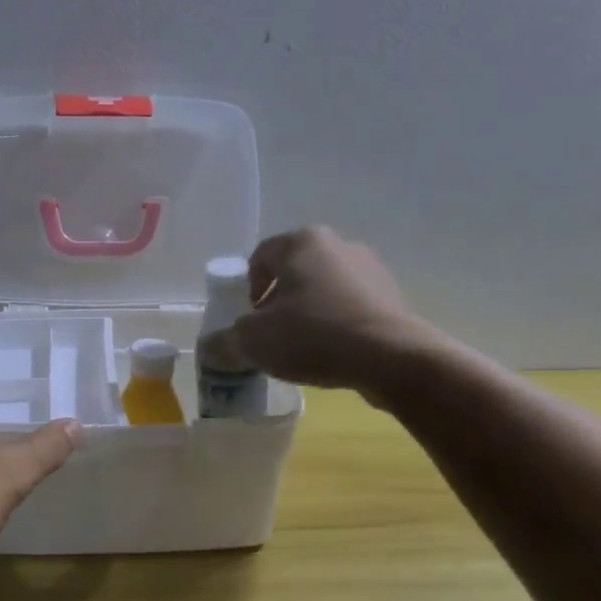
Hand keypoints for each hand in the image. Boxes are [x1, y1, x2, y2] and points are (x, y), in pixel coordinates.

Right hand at [200, 226, 429, 393]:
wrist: (391, 358)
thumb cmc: (313, 335)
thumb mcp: (253, 342)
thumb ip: (224, 343)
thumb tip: (208, 349)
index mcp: (301, 242)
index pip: (260, 257)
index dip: (246, 289)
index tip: (248, 321)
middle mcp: (338, 244)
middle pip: (293, 272)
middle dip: (278, 302)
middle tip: (271, 335)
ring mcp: (371, 269)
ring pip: (323, 289)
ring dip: (308, 313)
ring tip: (303, 348)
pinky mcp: (392, 297)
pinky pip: (351, 307)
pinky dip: (337, 324)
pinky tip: (333, 353)